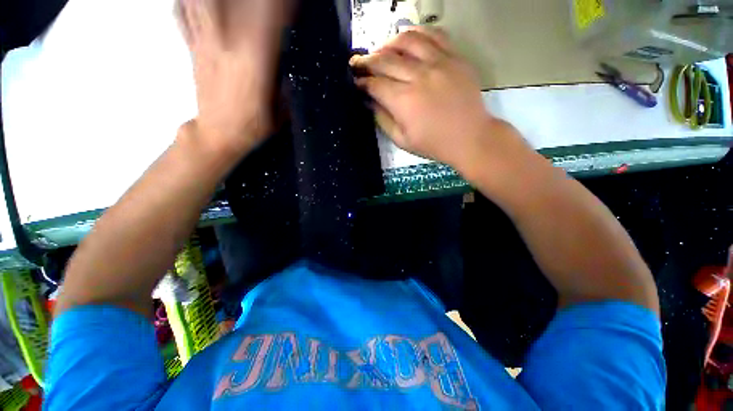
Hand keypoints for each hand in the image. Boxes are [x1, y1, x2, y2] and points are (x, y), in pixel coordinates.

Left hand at [176, 0, 290, 156]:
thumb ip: (287, 85)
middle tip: (264, 2)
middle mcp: (228, 42)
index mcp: (255, 59)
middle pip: (235, 1)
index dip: (280, 6)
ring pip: (201, 1)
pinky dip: (186, 2)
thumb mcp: (282, 110)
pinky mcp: (193, 47)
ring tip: (233, 2)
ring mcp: (205, 41)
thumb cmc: (254, 126)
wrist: (218, 135)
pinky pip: (182, 14)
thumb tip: (290, 65)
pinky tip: (198, 3)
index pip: (270, 18)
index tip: (289, 4)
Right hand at [350, 28, 501, 170]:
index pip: (375, 84)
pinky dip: (416, 34)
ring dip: (387, 44)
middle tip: (359, 63)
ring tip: (381, 52)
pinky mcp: (454, 57)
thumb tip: (369, 100)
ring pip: (406, 40)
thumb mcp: (401, 140)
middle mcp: (418, 76)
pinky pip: (433, 34)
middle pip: (385, 59)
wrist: (469, 137)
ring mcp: (438, 62)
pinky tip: (408, 41)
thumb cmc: (433, 144)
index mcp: (404, 101)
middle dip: (367, 61)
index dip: (361, 82)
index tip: (355, 82)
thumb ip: (382, 118)